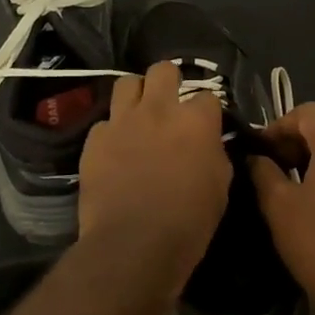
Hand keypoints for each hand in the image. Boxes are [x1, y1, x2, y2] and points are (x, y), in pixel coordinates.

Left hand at [79, 61, 231, 282]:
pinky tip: (115, 149)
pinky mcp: (94, 139)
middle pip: (163, 70)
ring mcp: (122, 121)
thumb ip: (214, 154)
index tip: (206, 126)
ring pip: (126, 83)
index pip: (208, 96)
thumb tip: (208, 144)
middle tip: (170, 104)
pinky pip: (104, 122)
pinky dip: (112, 131)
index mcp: (195, 121)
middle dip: (169, 81)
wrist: (134, 244)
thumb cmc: (189, 222)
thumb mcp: (219, 186)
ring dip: (136, 95)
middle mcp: (158, 110)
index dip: (207, 111)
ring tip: (138, 114)